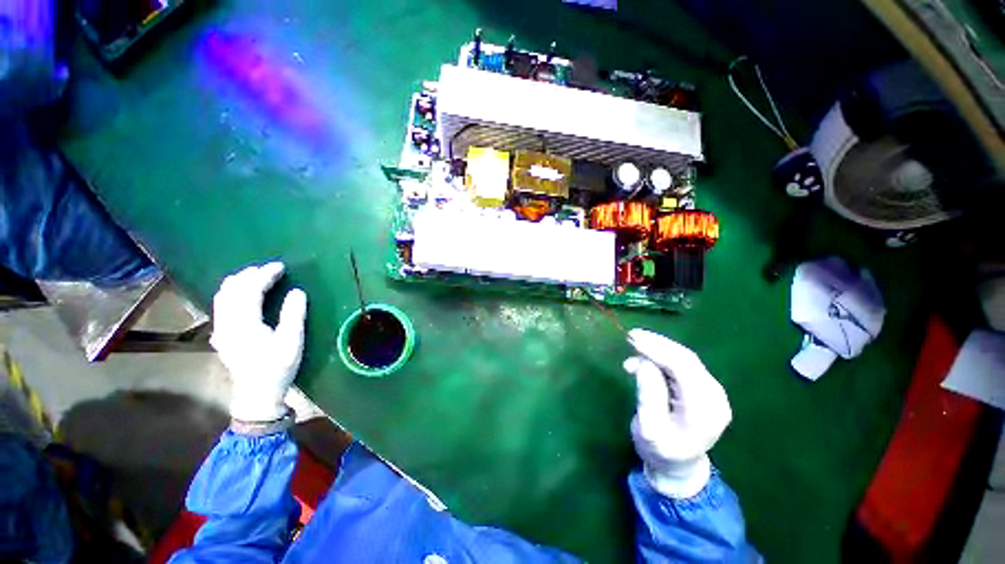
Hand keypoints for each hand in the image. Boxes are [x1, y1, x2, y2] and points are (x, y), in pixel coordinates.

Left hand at [211, 262, 307, 421]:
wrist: (257, 393)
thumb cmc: (278, 367)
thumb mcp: (292, 341)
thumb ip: (293, 314)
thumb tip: (297, 291)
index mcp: (245, 324)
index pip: (250, 290)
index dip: (265, 275)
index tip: (280, 266)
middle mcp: (227, 323)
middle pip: (231, 290)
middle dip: (250, 275)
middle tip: (269, 269)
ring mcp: (221, 330)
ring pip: (222, 297)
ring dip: (238, 282)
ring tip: (255, 276)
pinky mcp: (221, 335)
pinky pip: (221, 306)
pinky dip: (232, 293)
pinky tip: (242, 295)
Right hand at [623, 329, 731, 498]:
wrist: (678, 466)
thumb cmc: (660, 450)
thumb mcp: (648, 428)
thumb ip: (648, 396)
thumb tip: (643, 363)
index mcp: (705, 409)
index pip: (683, 367)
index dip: (658, 349)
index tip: (632, 338)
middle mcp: (714, 396)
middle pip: (686, 359)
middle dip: (657, 344)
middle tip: (630, 336)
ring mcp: (711, 391)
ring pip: (683, 359)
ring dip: (656, 350)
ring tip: (631, 352)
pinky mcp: (702, 388)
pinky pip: (681, 365)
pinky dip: (660, 358)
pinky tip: (642, 362)